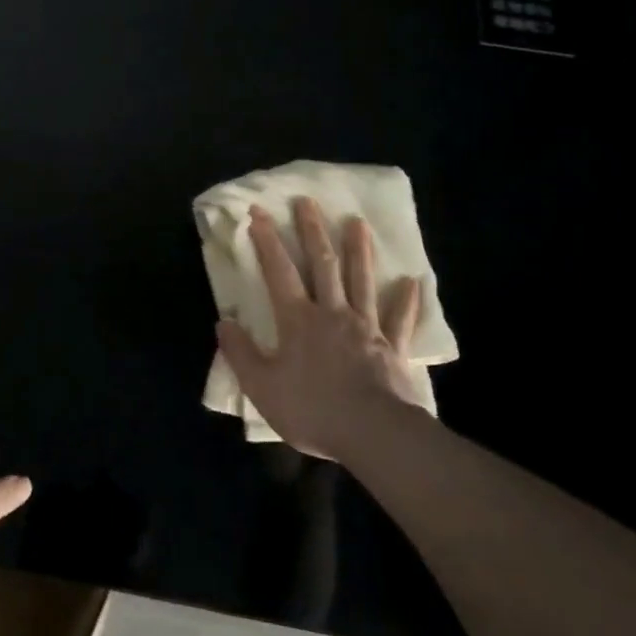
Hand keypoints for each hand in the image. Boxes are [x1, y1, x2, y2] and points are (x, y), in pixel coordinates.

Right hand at [214, 198, 427, 461]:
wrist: (373, 433)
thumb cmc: (312, 409)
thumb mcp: (262, 387)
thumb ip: (240, 353)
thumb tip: (222, 322)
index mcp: (298, 320)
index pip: (279, 271)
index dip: (267, 240)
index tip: (259, 212)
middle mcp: (332, 312)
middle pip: (322, 264)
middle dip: (312, 230)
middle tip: (308, 201)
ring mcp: (366, 327)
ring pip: (361, 280)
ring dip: (358, 250)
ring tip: (357, 222)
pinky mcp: (393, 347)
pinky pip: (401, 319)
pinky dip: (406, 300)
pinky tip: (413, 281)